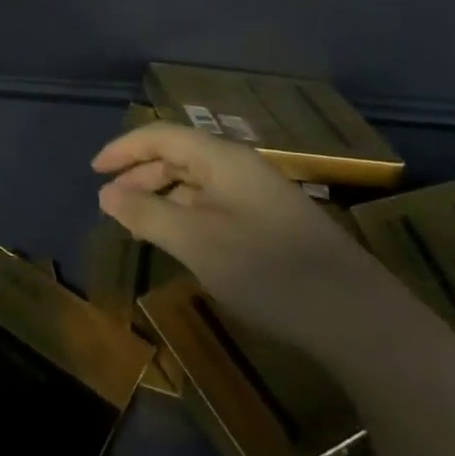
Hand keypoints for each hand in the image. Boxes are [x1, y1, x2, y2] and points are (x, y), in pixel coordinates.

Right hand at [92, 121, 415, 365]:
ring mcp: (261, 196)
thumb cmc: (269, 272)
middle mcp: (241, 168)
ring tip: (138, 225)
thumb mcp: (196, 242)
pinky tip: (180, 241)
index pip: (161, 135)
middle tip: (111, 203)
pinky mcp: (273, 225)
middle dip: (140, 174)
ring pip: (197, 182)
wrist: (360, 320)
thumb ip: (146, 214)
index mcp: (223, 160)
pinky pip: (215, 204)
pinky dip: (187, 215)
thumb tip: (106, 194)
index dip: (123, 148)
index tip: (94, 171)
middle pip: (180, 155)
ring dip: (162, 197)